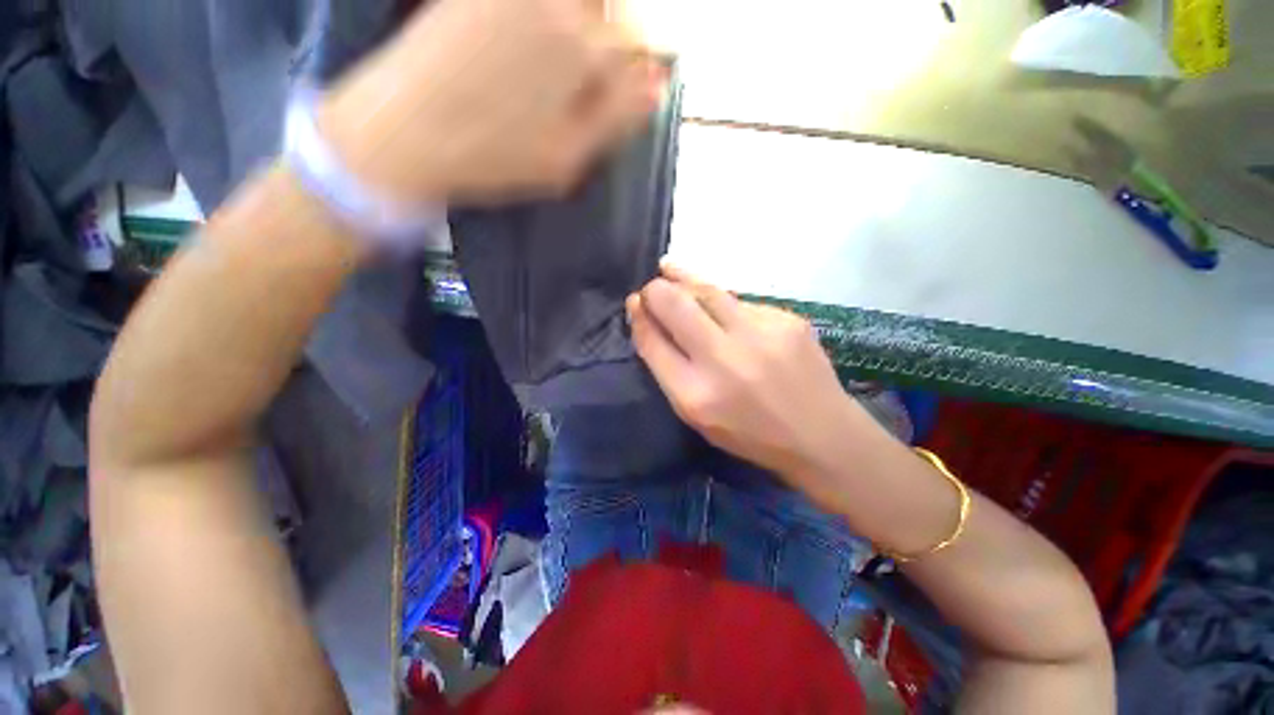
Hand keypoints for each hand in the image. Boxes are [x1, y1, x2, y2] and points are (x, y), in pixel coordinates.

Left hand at [322, 0, 665, 203]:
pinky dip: (550, 15)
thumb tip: (658, 88)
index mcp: (582, 54)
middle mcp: (555, 7)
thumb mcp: (565, 159)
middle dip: (620, 29)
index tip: (640, 75)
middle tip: (606, 61)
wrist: (405, 132)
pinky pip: (532, 2)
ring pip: (578, 0)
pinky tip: (547, 31)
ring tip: (576, 48)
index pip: (636, 39)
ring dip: (590, 17)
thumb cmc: (493, 158)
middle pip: (609, 5)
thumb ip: (616, 121)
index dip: (645, 56)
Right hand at [628, 264, 884, 510]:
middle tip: (651, 287)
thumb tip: (648, 323)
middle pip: (675, 305)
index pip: (653, 341)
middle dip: (656, 290)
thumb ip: (669, 370)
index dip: (639, 317)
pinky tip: (723, 312)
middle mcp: (725, 359)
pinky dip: (723, 303)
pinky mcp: (787, 319)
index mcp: (696, 394)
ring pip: (708, 290)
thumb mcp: (697, 415)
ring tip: (669, 268)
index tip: (634, 304)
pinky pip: (740, 302)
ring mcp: (761, 334)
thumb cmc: (750, 434)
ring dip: (684, 278)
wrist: (821, 435)